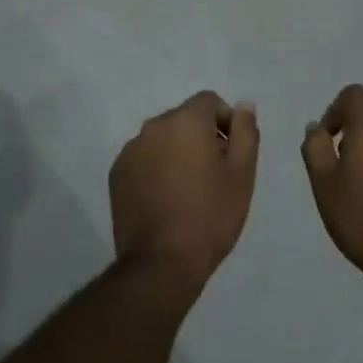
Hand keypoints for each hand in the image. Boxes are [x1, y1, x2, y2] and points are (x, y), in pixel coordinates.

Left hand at [110, 91, 259, 290]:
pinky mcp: (117, 174)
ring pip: (162, 140)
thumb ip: (245, 132)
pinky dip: (156, 170)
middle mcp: (153, 127)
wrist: (162, 261)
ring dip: (176, 153)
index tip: (231, 155)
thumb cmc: (210, 215)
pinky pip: (143, 159)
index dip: (225, 122)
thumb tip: (242, 106)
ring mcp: (130, 150)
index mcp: (185, 121)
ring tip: (188, 192)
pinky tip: (165, 201)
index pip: (209, 101)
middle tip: (213, 176)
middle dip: (200, 138)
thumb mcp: (242, 174)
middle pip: (184, 119)